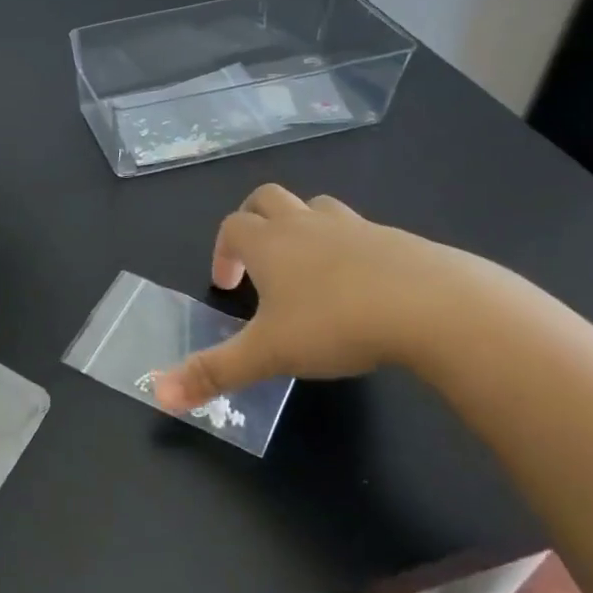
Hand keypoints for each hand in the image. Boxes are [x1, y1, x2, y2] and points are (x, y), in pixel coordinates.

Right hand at [153, 186, 461, 410]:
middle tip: (258, 262)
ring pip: (316, 207)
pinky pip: (361, 231)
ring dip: (302, 227)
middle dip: (254, 221)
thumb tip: (157, 393)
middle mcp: (306, 224)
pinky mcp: (397, 239)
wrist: (434, 306)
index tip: (228, 286)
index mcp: (270, 243)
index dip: (222, 252)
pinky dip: (349, 247)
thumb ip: (213, 372)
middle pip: (267, 198)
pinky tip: (362, 287)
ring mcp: (355, 226)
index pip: (232, 227)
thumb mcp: (268, 354)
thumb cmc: (336, 323)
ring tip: (308, 268)